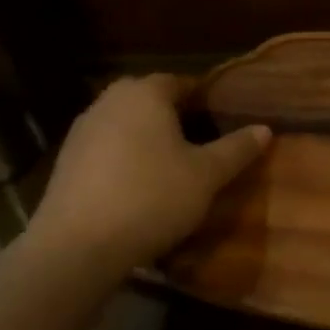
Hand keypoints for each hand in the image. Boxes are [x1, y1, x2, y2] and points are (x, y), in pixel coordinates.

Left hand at [26, 74, 269, 275]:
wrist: (76, 248)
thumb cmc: (152, 197)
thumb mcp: (207, 175)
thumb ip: (237, 148)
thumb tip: (264, 129)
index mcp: (145, 93)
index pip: (181, 81)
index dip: (204, 98)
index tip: (222, 120)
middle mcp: (109, 101)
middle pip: (149, 100)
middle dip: (174, 116)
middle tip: (200, 142)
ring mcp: (81, 131)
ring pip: (125, 124)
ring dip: (146, 138)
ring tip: (171, 166)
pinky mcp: (64, 163)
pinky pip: (105, 149)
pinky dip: (123, 159)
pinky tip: (138, 187)